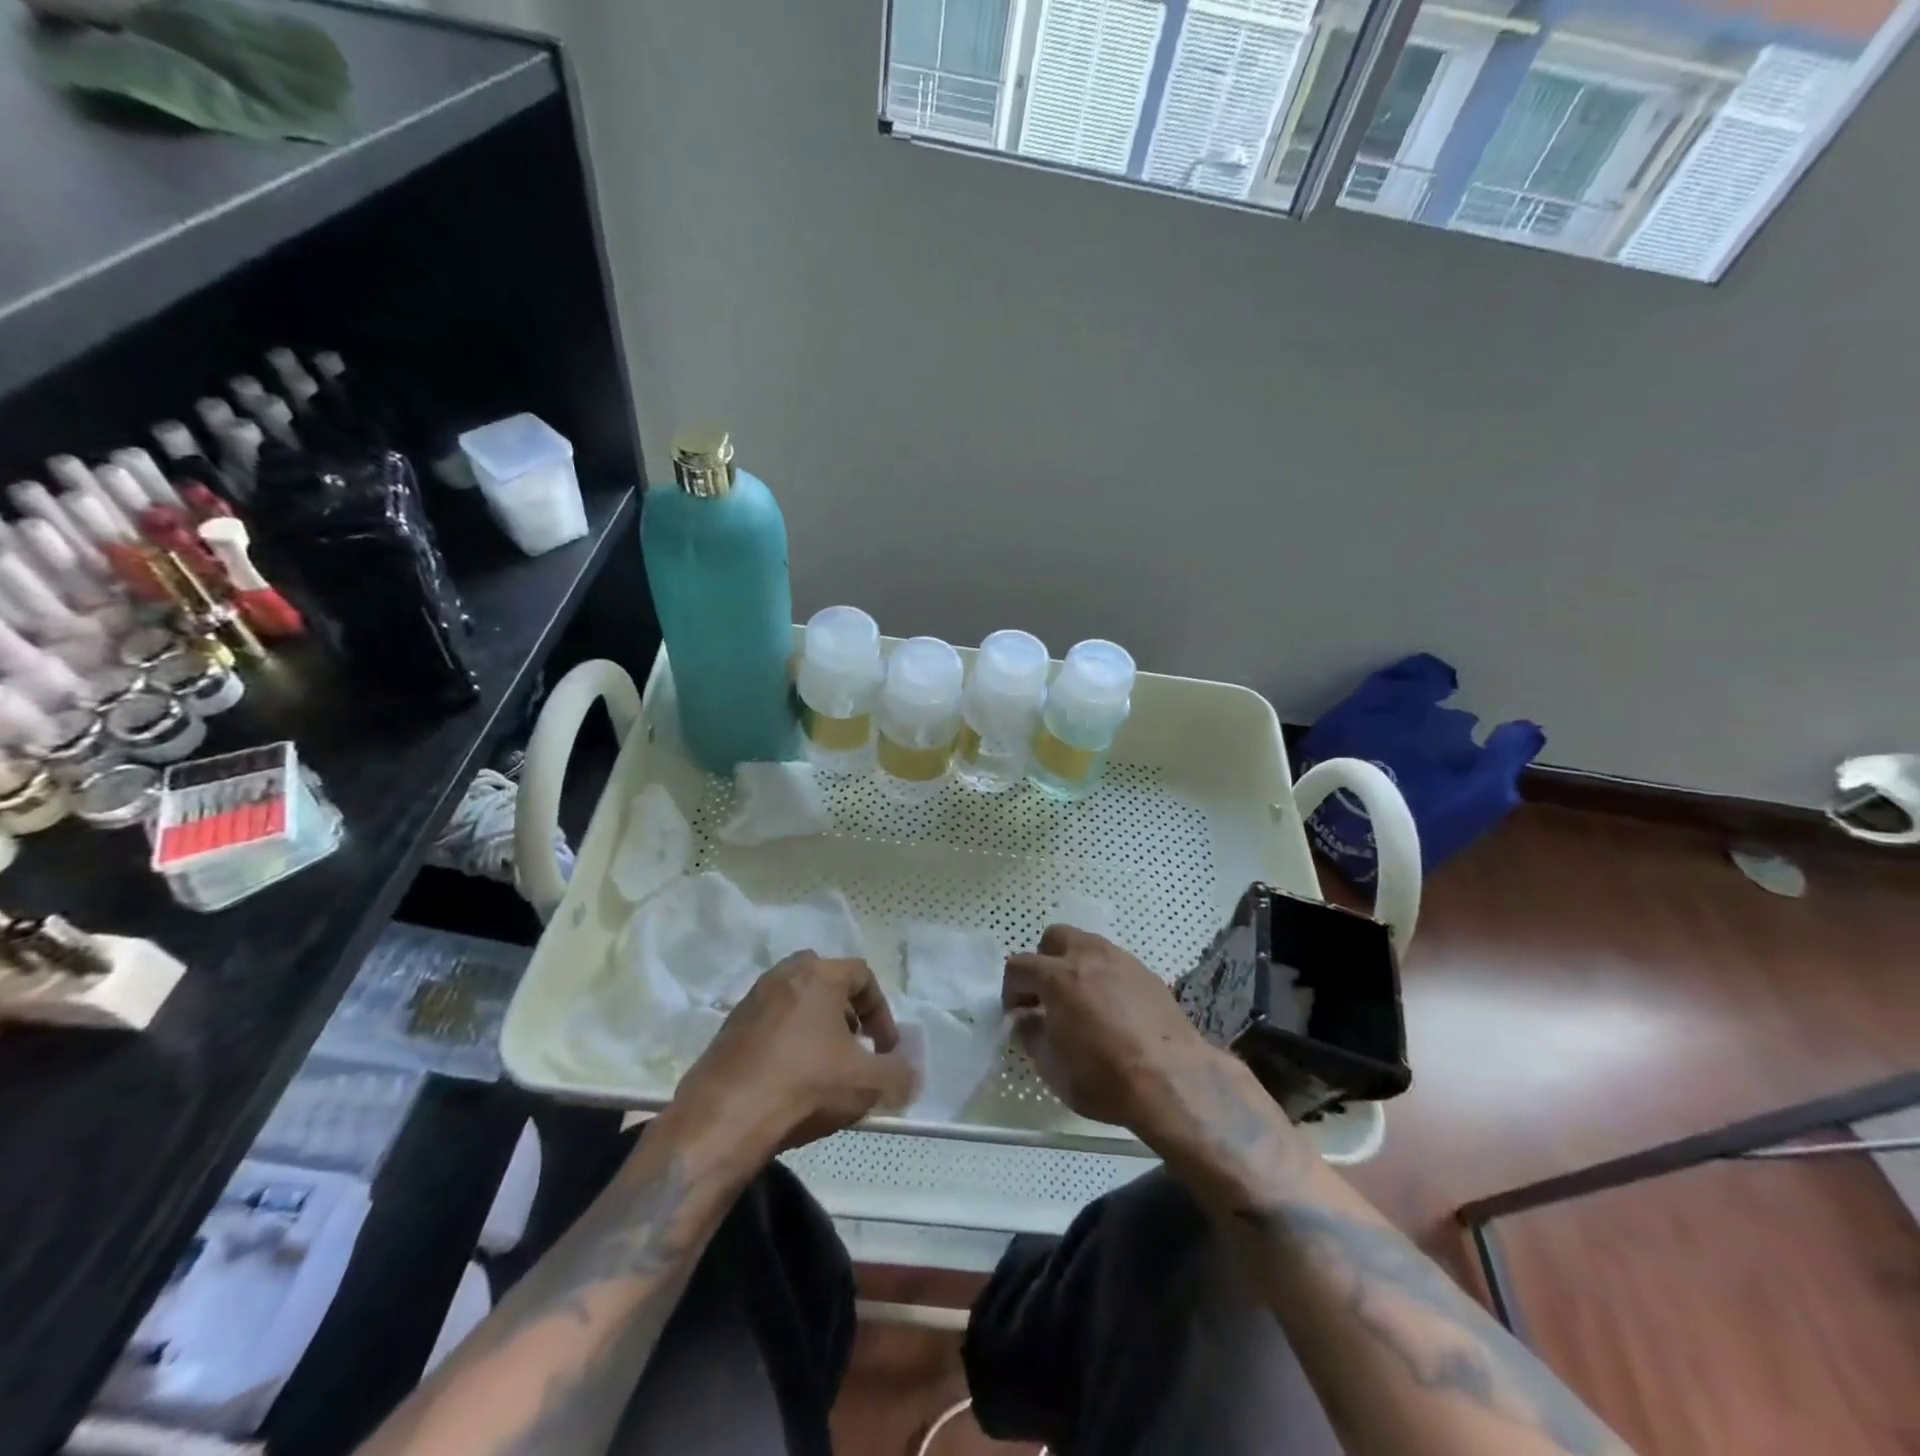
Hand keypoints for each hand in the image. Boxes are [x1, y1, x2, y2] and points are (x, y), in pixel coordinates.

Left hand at [673, 953, 916, 1155]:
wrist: (723, 1121)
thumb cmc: (804, 1086)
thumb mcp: (868, 1084)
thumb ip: (899, 1075)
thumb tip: (909, 1075)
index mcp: (818, 976)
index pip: (862, 975)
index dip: (882, 1011)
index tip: (886, 1048)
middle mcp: (782, 977)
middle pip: (824, 980)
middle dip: (846, 1010)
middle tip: (854, 1045)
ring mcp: (750, 1002)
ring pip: (794, 1001)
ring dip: (815, 1026)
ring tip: (824, 1066)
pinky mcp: (727, 1030)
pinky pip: (769, 1025)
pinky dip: (786, 1042)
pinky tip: (790, 1080)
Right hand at [1004, 926, 1227, 1141]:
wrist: (1173, 1081)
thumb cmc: (1103, 1077)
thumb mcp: (1052, 1068)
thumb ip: (1032, 1036)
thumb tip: (1025, 1021)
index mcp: (1058, 976)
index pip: (1019, 966)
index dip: (1011, 989)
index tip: (1016, 1013)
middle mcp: (1088, 956)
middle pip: (1055, 938)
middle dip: (1044, 961)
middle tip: (1047, 996)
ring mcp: (1122, 961)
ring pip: (1088, 945)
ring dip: (1076, 964)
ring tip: (1081, 1001)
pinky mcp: (1148, 974)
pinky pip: (1115, 963)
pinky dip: (1104, 977)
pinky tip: (1112, 1010)